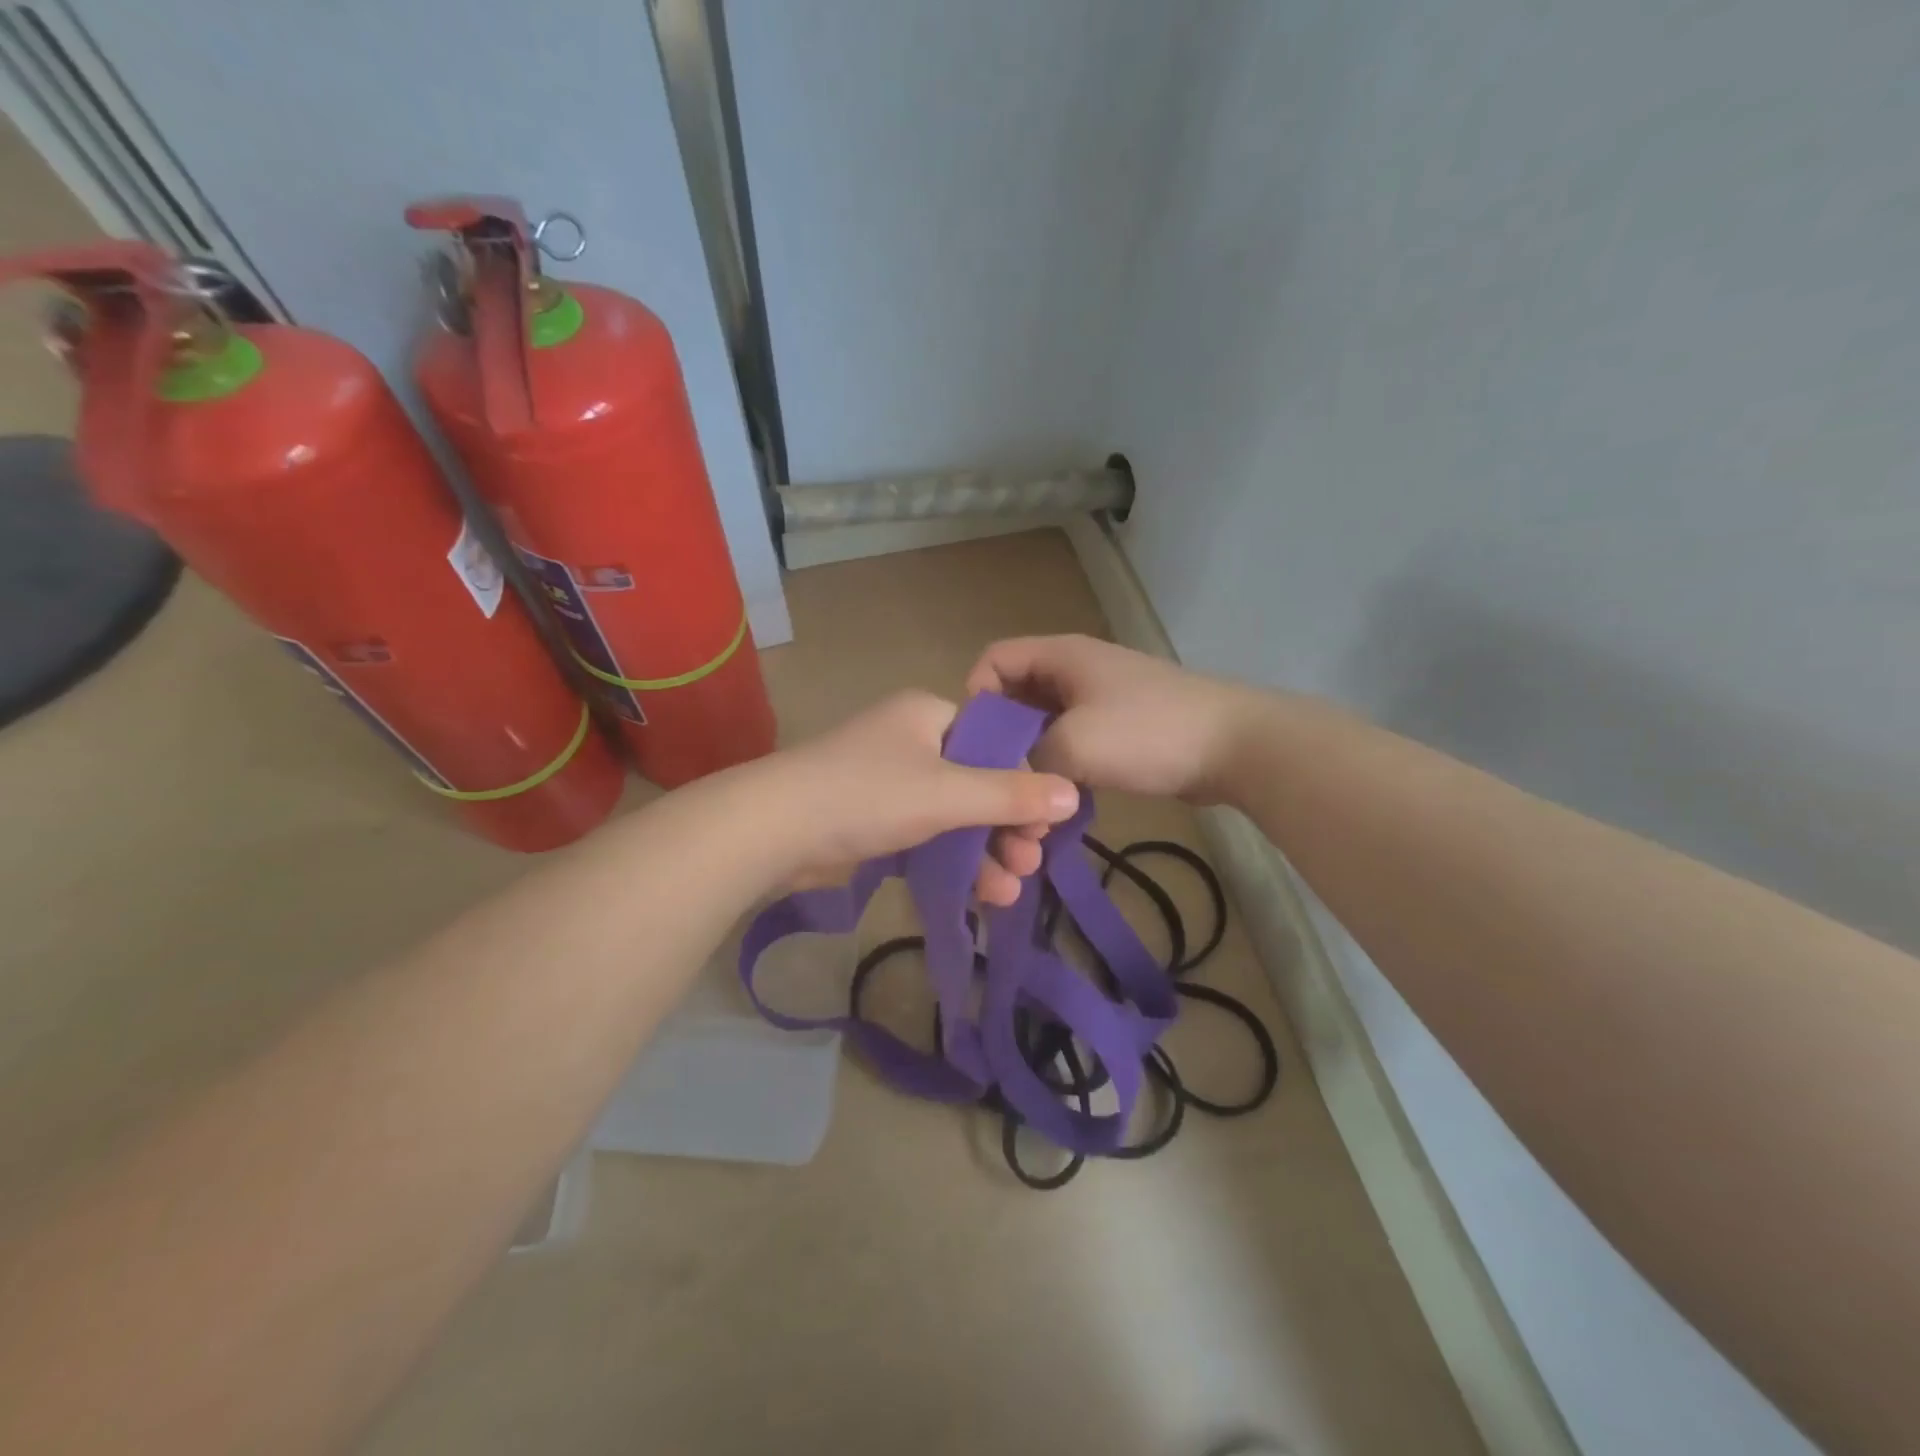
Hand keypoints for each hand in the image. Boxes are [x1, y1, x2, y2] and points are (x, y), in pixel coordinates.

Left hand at [771, 691, 1079, 905]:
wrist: (772, 830)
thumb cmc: (867, 795)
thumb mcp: (947, 794)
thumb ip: (1011, 795)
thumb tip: (1074, 795)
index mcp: (929, 715)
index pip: (994, 743)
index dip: (1024, 782)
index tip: (1045, 825)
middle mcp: (910, 742)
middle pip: (976, 783)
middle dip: (1006, 827)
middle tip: (1032, 863)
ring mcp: (888, 782)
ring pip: (952, 815)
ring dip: (983, 852)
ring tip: (1009, 892)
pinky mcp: (872, 820)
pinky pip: (925, 836)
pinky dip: (950, 861)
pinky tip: (978, 893)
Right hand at [966, 635, 1262, 803]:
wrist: (1236, 746)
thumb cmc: (1148, 733)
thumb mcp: (1074, 745)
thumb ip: (1025, 759)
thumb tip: (1005, 780)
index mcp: (1060, 656)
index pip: (993, 660)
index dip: (975, 698)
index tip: (975, 746)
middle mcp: (1075, 670)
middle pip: (1015, 697)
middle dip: (1002, 740)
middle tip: (999, 783)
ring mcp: (1099, 699)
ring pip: (1043, 726)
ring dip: (1032, 761)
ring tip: (1030, 802)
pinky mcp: (1118, 729)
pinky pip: (1071, 743)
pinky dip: (1060, 768)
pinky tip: (1061, 801)